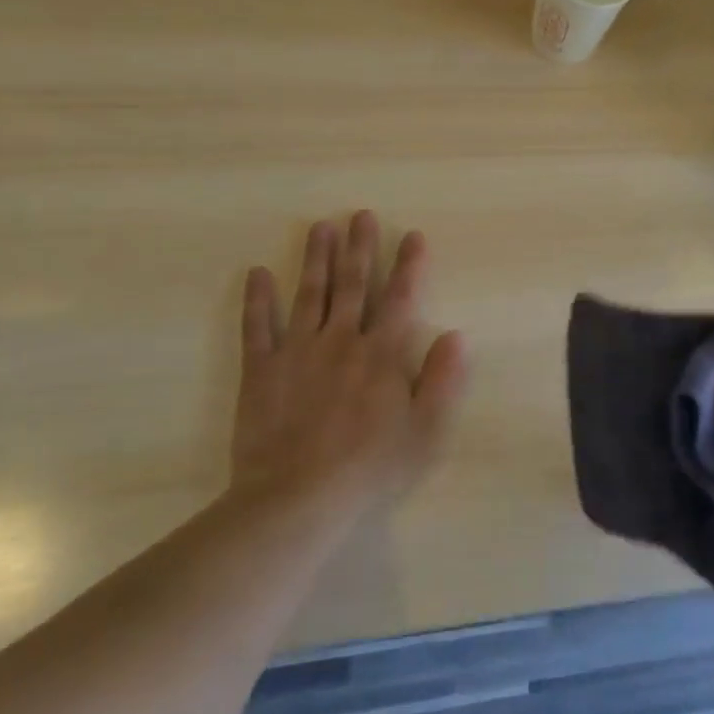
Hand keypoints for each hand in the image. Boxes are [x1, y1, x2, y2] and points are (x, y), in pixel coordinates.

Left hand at [230, 212, 468, 523]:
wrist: (297, 498)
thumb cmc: (369, 468)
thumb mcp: (424, 431)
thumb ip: (442, 380)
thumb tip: (456, 335)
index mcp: (381, 353)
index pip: (399, 298)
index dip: (408, 264)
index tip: (412, 234)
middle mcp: (341, 340)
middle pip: (352, 284)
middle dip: (359, 247)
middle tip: (360, 214)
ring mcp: (297, 351)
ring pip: (309, 293)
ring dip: (315, 258)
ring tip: (320, 226)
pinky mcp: (261, 370)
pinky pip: (257, 327)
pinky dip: (257, 299)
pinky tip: (257, 273)